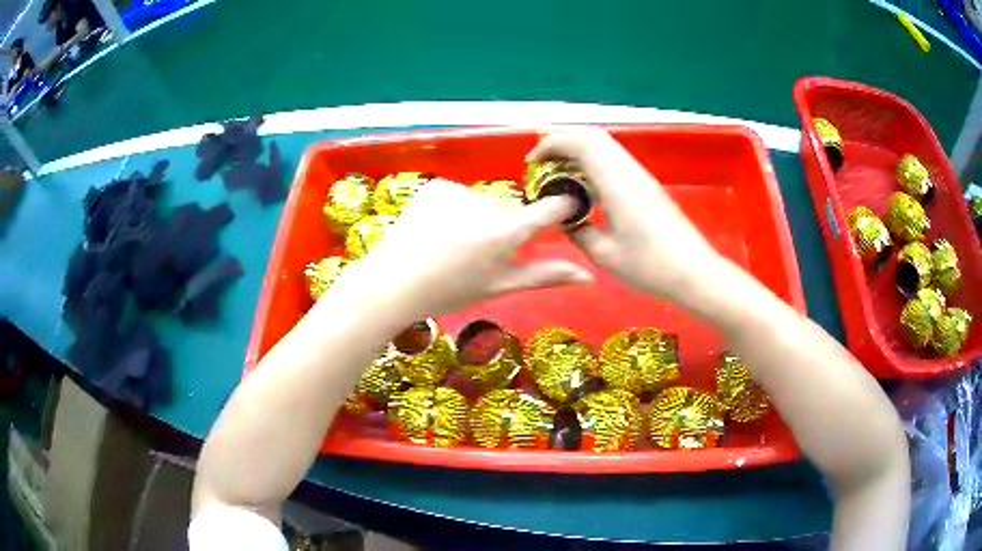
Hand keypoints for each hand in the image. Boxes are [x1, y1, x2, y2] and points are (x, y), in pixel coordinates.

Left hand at [333, 179, 592, 321]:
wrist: (393, 283)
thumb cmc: (450, 291)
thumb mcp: (500, 287)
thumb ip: (546, 276)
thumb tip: (588, 276)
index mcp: (504, 231)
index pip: (551, 208)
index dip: (563, 208)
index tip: (567, 211)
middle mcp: (486, 203)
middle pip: (512, 208)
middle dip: (507, 226)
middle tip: (482, 253)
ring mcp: (458, 190)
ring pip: (485, 201)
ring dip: (479, 217)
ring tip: (454, 243)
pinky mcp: (436, 185)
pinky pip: (460, 195)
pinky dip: (456, 208)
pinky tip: (438, 229)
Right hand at [527, 127, 720, 299]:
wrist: (695, 273)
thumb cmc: (651, 267)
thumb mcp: (605, 255)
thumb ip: (578, 231)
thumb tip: (562, 219)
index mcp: (618, 184)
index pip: (582, 143)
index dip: (552, 144)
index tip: (532, 162)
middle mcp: (631, 172)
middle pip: (594, 136)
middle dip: (562, 140)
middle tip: (541, 161)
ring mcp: (642, 178)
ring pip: (606, 147)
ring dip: (578, 151)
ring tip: (557, 173)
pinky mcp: (649, 188)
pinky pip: (615, 162)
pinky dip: (593, 164)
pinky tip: (584, 189)